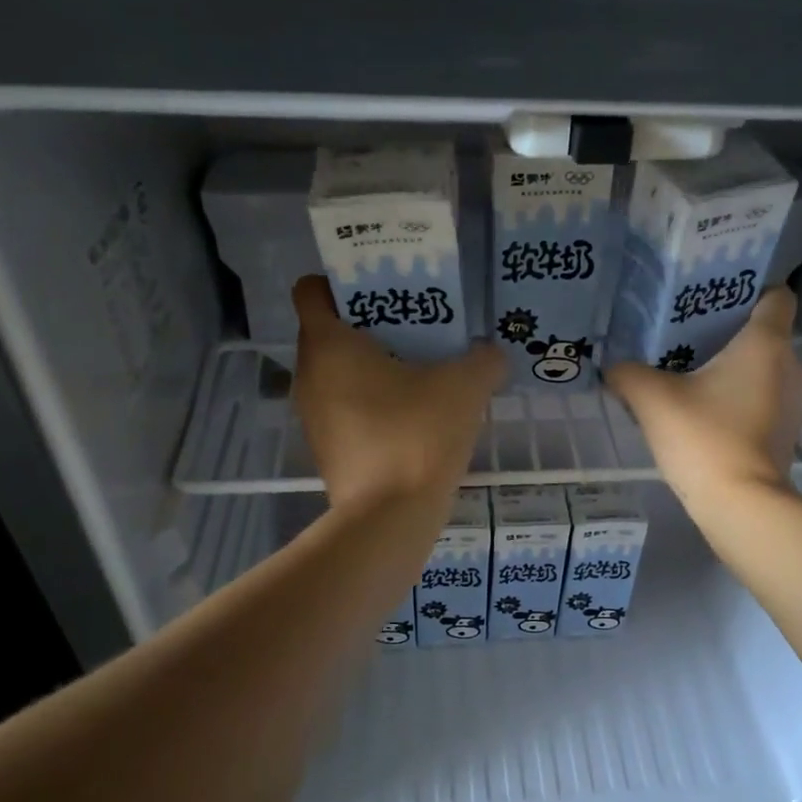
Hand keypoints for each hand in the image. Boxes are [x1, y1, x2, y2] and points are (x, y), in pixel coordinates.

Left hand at [291, 276, 504, 512]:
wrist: (389, 519)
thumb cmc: (417, 436)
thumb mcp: (465, 388)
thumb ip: (484, 361)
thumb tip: (491, 355)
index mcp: (329, 345)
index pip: (312, 290)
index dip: (342, 283)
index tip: (383, 293)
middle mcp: (309, 376)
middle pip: (329, 333)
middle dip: (368, 327)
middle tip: (414, 332)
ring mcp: (313, 418)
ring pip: (337, 376)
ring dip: (371, 370)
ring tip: (419, 377)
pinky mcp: (326, 452)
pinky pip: (345, 412)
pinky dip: (371, 407)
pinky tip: (412, 422)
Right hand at [606, 288, 801, 507]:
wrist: (741, 505)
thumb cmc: (704, 438)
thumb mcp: (652, 399)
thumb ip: (628, 374)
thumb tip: (612, 366)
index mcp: (767, 343)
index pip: (777, 295)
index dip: (750, 289)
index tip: (715, 296)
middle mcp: (791, 366)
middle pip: (765, 334)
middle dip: (730, 333)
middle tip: (687, 337)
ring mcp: (795, 404)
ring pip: (765, 370)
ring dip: (735, 370)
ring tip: (693, 375)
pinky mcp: (787, 434)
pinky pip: (764, 401)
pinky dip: (740, 400)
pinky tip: (706, 413)